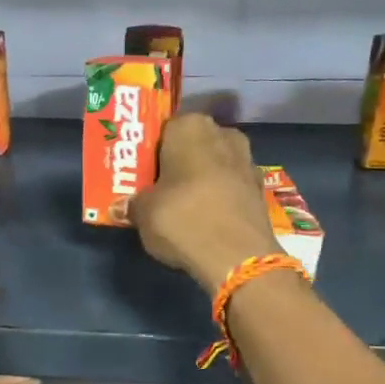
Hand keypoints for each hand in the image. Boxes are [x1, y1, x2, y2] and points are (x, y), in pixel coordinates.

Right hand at [131, 113, 278, 291]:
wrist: (237, 256)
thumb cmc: (182, 219)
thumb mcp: (143, 213)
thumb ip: (133, 203)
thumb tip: (124, 205)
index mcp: (189, 127)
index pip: (163, 129)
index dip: (150, 151)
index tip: (139, 170)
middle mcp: (222, 133)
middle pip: (192, 144)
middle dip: (177, 162)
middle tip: (156, 186)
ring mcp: (247, 160)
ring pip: (214, 164)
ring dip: (200, 178)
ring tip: (180, 204)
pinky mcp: (260, 188)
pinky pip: (230, 185)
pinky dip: (218, 196)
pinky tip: (205, 216)